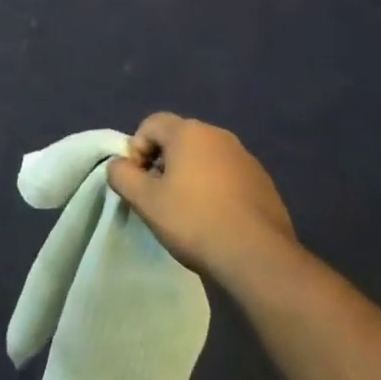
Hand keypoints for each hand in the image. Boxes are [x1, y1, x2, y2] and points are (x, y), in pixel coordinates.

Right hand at [107, 112, 296, 284]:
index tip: (139, 182)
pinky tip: (215, 219)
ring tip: (187, 211)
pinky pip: (227, 175)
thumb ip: (122, 175)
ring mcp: (245, 157)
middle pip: (178, 139)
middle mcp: (218, 135)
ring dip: (190, 176)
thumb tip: (118, 165)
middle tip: (159, 197)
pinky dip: (215, 188)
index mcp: (189, 132)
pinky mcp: (262, 181)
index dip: (136, 149)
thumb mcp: (146, 201)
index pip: (151, 124)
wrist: (257, 255)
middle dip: (163, 163)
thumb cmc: (194, 220)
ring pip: (205, 157)